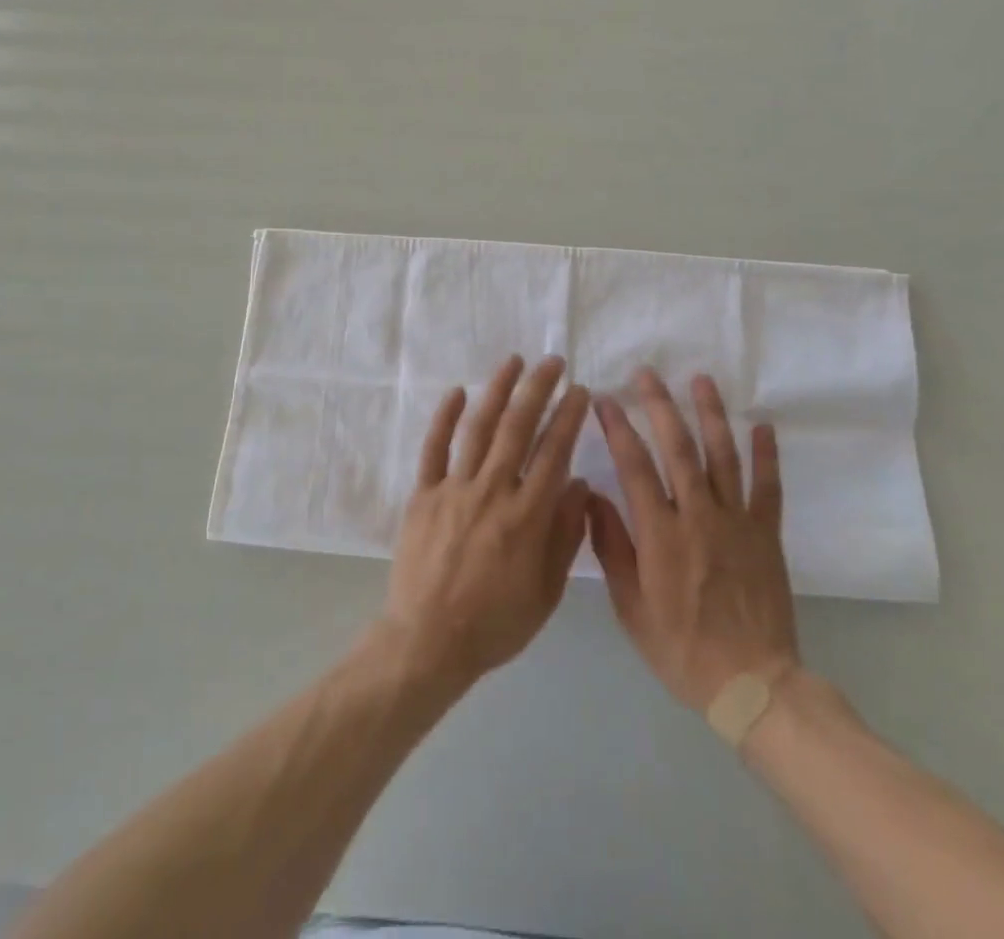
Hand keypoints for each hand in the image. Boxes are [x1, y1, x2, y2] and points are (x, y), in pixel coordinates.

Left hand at [376, 355, 591, 697]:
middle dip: (538, 389)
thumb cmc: (495, 622)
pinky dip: (445, 417)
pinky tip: (458, 391)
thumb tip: (578, 483)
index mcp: (527, 516)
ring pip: (479, 428)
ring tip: (513, 362)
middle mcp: (492, 491)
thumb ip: (565, 535)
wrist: (429, 641)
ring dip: (497, 390)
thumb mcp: (546, 591)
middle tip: (552, 362)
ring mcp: (454, 489)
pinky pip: (434, 448)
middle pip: (519, 428)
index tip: (579, 391)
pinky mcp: (423, 494)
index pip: (554, 452)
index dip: (569, 417)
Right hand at [588, 368, 798, 711]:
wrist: (752, 685)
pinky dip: (766, 455)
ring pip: (723, 456)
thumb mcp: (631, 607)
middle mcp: (699, 516)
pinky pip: (768, 487)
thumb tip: (592, 496)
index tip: (605, 400)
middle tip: (647, 374)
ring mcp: (737, 521)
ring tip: (700, 380)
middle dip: (660, 406)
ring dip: (711, 414)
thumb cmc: (681, 648)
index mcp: (661, 534)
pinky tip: (763, 425)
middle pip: (678, 448)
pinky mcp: (766, 534)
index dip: (618, 429)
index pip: (634, 466)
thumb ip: (611, 548)